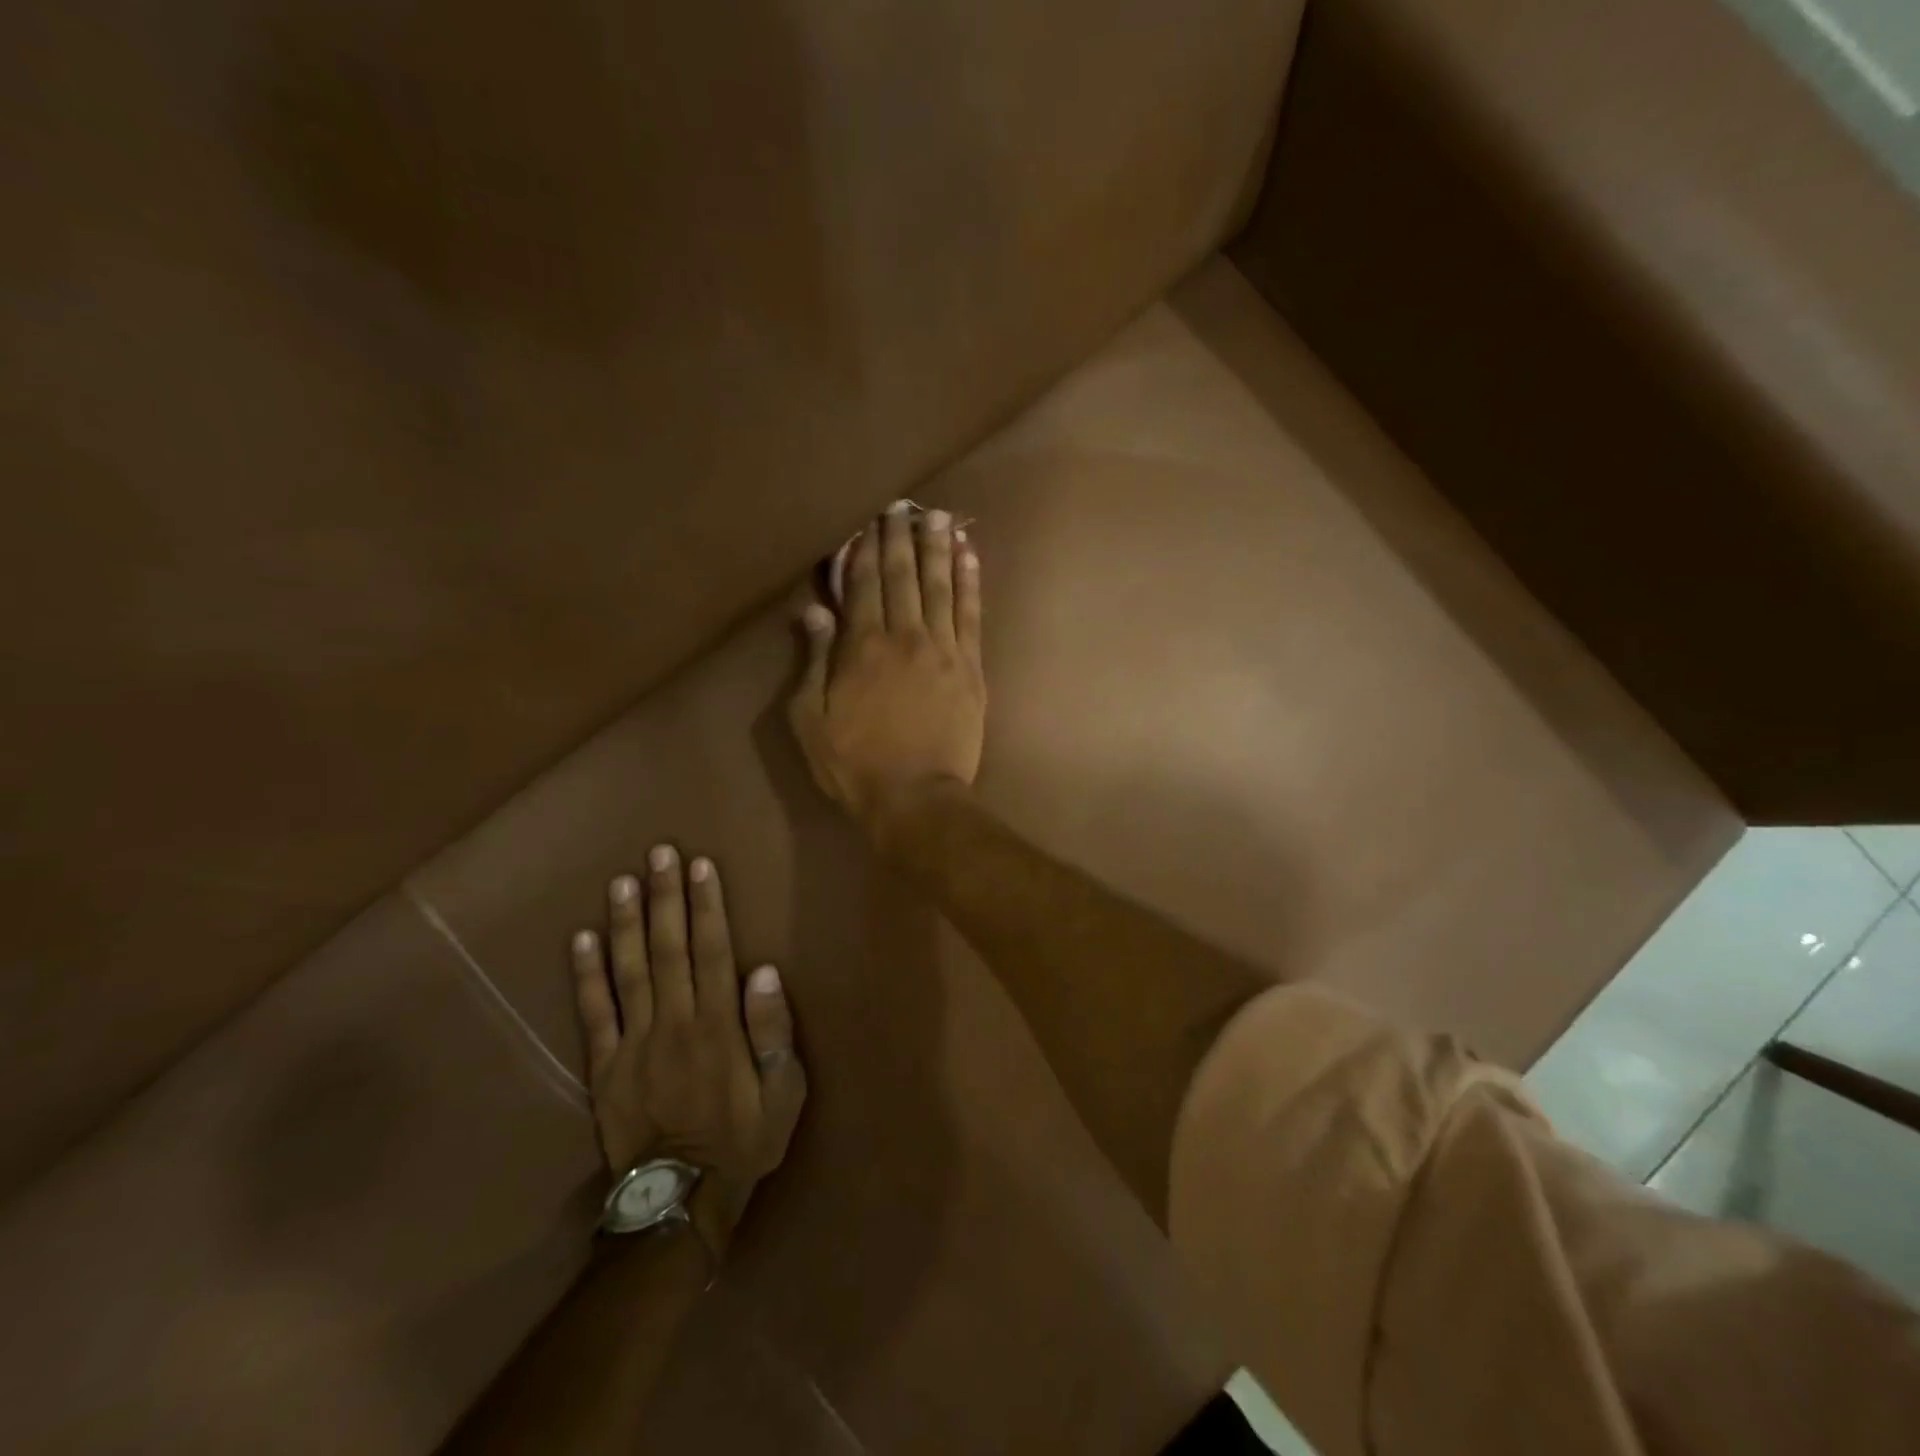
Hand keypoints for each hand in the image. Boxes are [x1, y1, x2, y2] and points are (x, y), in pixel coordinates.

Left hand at [570, 845, 806, 1259]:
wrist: (681, 1200)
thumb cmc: (743, 1140)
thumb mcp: (783, 1092)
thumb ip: (773, 1031)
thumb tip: (762, 972)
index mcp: (718, 1026)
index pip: (712, 952)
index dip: (706, 907)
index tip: (700, 866)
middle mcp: (674, 1023)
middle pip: (668, 949)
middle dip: (666, 898)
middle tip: (658, 853)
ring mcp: (633, 1043)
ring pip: (629, 971)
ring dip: (626, 923)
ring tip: (622, 881)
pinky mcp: (603, 1067)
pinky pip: (592, 1014)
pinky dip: (586, 975)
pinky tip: (583, 938)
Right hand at [788, 502, 984, 832]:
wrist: (915, 797)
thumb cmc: (855, 763)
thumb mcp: (811, 719)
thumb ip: (814, 660)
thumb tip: (815, 610)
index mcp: (862, 646)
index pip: (863, 584)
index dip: (865, 550)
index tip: (867, 521)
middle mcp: (905, 636)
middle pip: (902, 576)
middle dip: (899, 537)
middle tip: (901, 504)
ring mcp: (944, 650)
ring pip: (940, 586)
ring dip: (937, 547)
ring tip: (938, 515)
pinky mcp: (972, 668)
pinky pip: (971, 615)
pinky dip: (970, 582)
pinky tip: (969, 556)